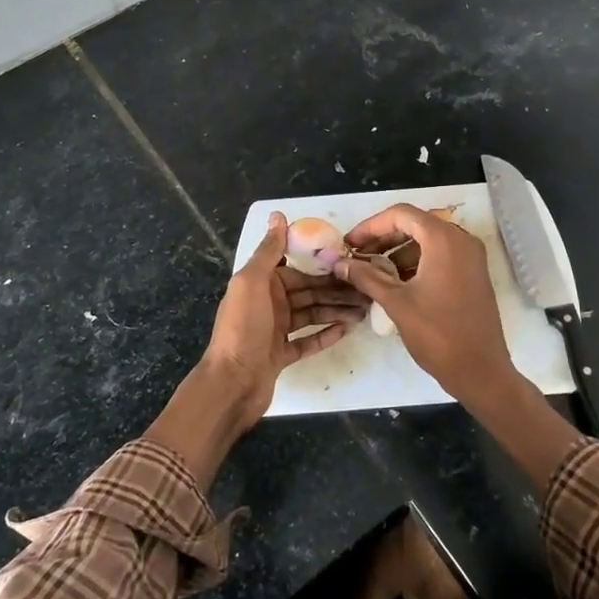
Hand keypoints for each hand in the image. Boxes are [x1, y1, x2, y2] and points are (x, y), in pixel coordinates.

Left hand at [203, 212, 367, 429]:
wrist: (231, 383)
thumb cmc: (242, 328)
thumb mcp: (252, 282)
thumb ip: (268, 250)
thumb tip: (278, 215)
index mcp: (261, 283)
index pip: (298, 268)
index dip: (322, 264)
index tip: (350, 260)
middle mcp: (268, 303)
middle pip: (309, 291)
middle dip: (336, 289)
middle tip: (367, 289)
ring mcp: (275, 330)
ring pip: (312, 314)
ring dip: (336, 310)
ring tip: (365, 310)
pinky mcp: (281, 355)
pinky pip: (308, 341)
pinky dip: (326, 334)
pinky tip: (347, 329)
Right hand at [337, 203, 513, 404]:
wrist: (480, 371)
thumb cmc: (437, 334)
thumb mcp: (396, 303)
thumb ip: (366, 277)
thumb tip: (340, 264)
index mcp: (444, 239)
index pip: (401, 215)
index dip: (371, 226)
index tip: (349, 244)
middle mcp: (461, 239)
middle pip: (415, 224)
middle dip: (384, 237)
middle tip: (357, 255)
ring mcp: (471, 256)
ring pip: (428, 240)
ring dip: (399, 250)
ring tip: (372, 270)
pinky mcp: (473, 273)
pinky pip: (441, 255)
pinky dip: (417, 261)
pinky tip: (396, 281)